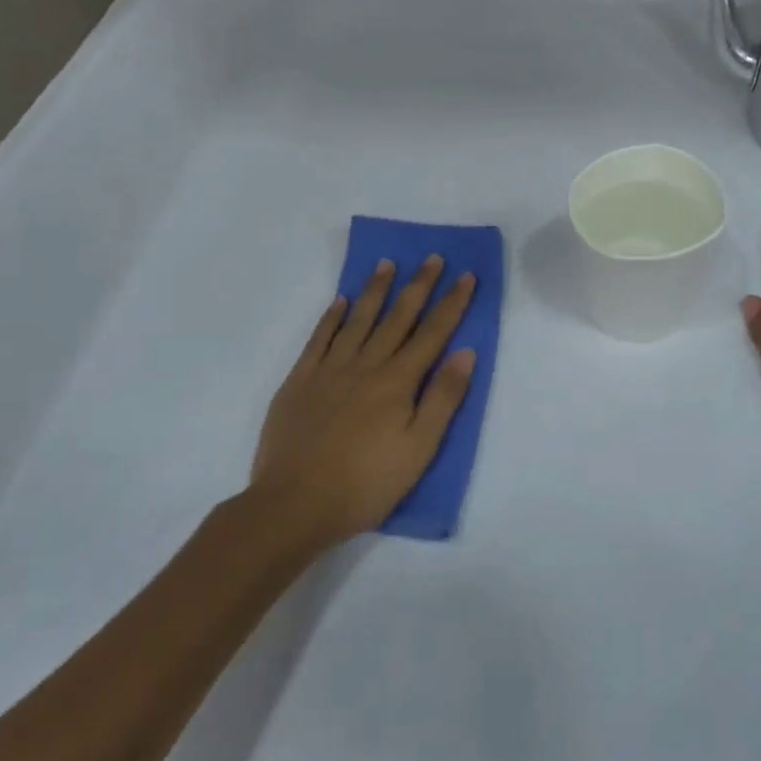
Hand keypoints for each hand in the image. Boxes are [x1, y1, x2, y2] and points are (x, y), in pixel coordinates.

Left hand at [250, 256, 476, 548]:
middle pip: (398, 318)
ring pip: (358, 320)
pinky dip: (332, 317)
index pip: (433, 333)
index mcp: (398, 382)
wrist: (294, 503)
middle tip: (432, 257)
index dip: (452, 303)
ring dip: (375, 290)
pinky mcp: (300, 381)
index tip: (466, 275)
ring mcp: (329, 370)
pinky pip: (319, 339)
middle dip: (419, 286)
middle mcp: (366, 365)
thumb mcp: (419, 449)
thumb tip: (466, 352)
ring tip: (388, 263)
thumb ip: (443, 399)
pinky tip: (341, 301)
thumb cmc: (366, 484)